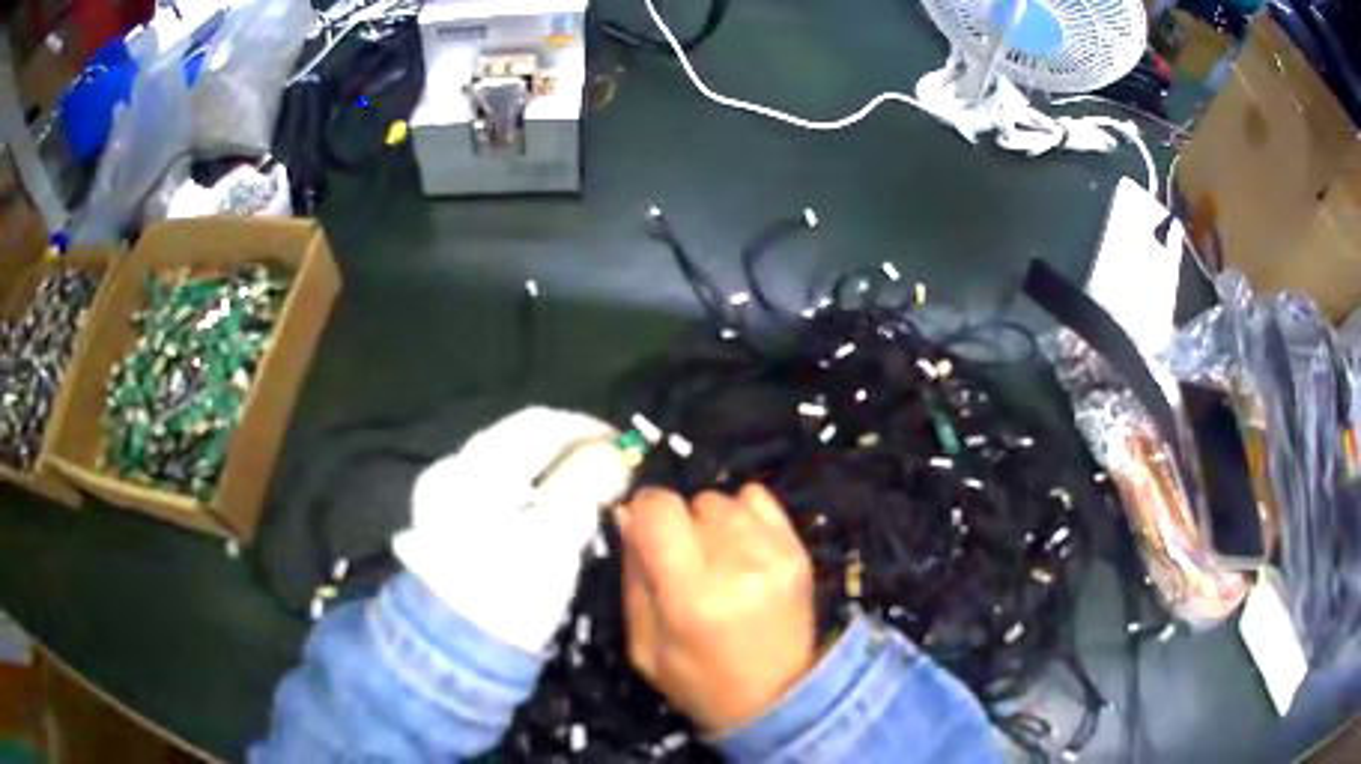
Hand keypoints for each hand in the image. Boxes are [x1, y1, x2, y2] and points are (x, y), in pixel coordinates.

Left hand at [393, 407, 631, 653]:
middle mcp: (454, 470)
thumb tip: (613, 452)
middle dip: (568, 451)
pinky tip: (547, 514)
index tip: (625, 447)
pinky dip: (528, 494)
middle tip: (611, 471)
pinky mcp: (445, 527)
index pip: (539, 423)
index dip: (587, 429)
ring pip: (508, 469)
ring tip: (586, 492)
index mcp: (477, 465)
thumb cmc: (508, 591)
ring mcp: (443, 499)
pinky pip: (496, 494)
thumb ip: (585, 484)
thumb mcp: (555, 536)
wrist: (452, 650)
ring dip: (549, 472)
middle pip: (521, 442)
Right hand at [619, 485, 816, 734]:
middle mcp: (737, 564)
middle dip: (678, 526)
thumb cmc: (700, 681)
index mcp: (692, 596)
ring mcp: (774, 554)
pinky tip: (742, 547)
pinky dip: (743, 514)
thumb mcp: (644, 646)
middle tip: (683, 563)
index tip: (642, 533)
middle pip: (692, 502)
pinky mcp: (799, 550)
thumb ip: (634, 578)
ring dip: (710, 522)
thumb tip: (627, 515)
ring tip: (716, 559)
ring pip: (723, 499)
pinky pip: (760, 498)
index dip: (642, 513)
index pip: (659, 509)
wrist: (779, 698)